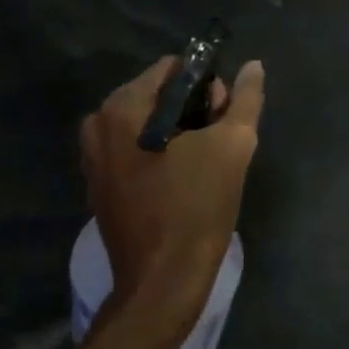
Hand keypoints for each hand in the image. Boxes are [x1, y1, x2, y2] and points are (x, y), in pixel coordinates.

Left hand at [80, 57, 264, 322]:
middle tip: (218, 139)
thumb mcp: (233, 145)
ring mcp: (94, 158)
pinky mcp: (99, 186)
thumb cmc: (197, 206)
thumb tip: (254, 66)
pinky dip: (158, 152)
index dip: (205, 85)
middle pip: (156, 94)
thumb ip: (245, 99)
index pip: (171, 69)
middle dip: (191, 108)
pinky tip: (183, 177)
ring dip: (177, 130)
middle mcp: (99, 125)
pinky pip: (133, 149)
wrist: (163, 282)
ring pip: (146, 123)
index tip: (223, 115)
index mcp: (123, 108)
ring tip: (204, 158)